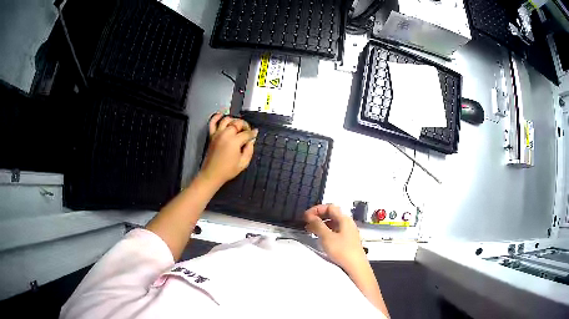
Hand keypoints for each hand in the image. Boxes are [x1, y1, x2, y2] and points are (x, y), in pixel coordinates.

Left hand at [200, 113, 257, 186]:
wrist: (212, 174)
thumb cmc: (228, 170)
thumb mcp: (243, 163)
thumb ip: (249, 149)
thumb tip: (251, 140)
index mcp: (235, 141)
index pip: (247, 133)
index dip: (252, 133)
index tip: (255, 134)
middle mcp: (226, 134)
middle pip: (237, 123)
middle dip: (245, 126)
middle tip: (247, 131)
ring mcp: (217, 133)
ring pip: (227, 120)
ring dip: (234, 120)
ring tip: (238, 125)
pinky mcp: (211, 135)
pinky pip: (212, 122)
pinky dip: (216, 117)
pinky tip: (221, 115)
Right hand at [304, 204, 366, 270]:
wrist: (356, 266)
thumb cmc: (342, 250)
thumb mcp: (327, 237)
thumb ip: (318, 225)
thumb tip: (310, 216)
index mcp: (344, 219)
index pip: (329, 207)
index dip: (316, 209)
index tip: (306, 216)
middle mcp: (347, 223)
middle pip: (331, 214)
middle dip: (318, 216)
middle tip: (306, 223)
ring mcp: (348, 232)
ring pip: (333, 223)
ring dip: (321, 224)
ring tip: (310, 230)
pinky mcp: (347, 240)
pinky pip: (334, 231)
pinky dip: (325, 231)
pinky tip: (320, 237)